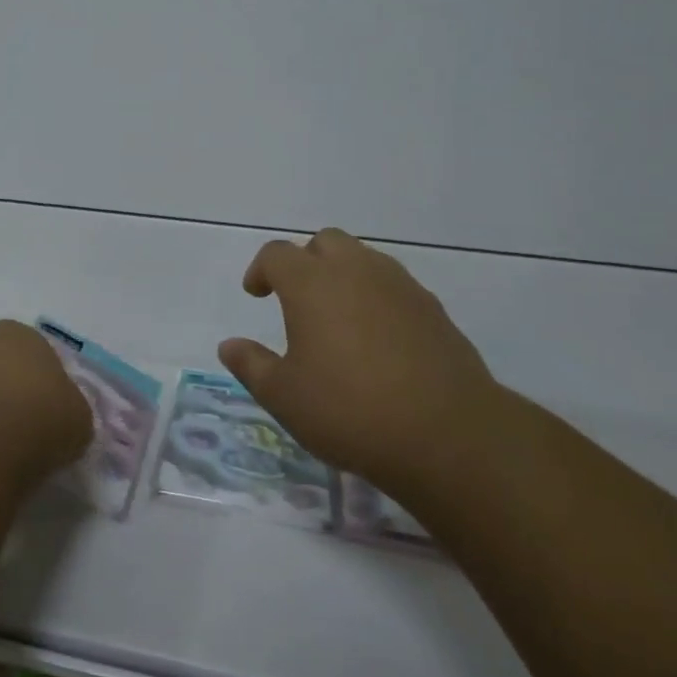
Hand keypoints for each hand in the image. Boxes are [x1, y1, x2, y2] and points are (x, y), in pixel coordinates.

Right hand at [217, 229, 502, 477]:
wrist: (448, 434)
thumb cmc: (350, 410)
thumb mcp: (284, 397)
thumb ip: (251, 365)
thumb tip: (229, 345)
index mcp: (312, 284)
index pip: (277, 254)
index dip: (261, 269)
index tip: (256, 294)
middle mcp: (356, 271)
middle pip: (325, 242)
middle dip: (305, 262)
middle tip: (297, 300)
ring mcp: (400, 287)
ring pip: (364, 259)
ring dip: (343, 275)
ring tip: (337, 318)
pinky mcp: (433, 309)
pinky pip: (394, 286)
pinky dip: (376, 298)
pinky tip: (377, 340)